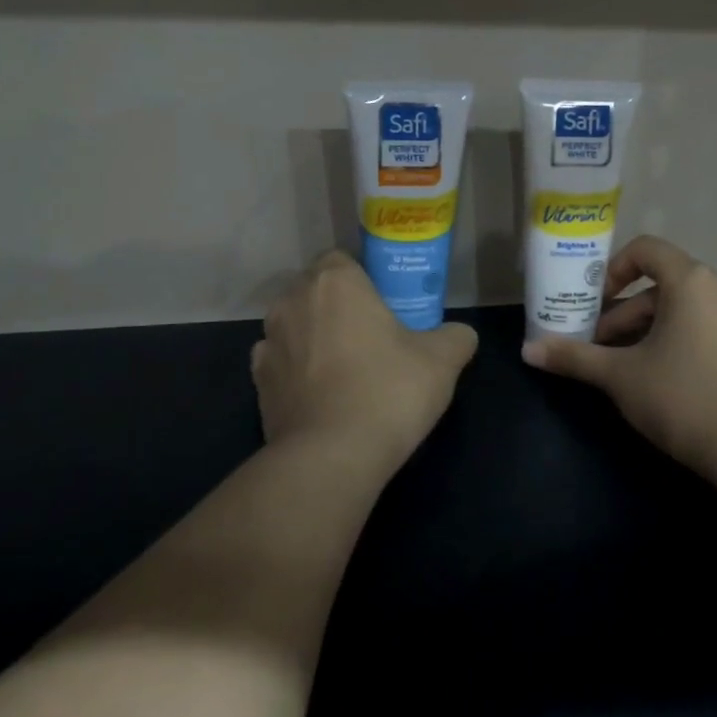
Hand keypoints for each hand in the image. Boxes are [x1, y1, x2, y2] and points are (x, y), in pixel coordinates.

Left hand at [252, 250, 478, 474]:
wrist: (331, 457)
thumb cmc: (388, 391)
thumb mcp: (442, 361)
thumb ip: (455, 337)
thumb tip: (459, 335)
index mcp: (335, 282)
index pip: (341, 259)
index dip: (362, 278)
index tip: (385, 304)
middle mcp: (292, 302)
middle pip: (314, 290)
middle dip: (337, 305)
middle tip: (371, 334)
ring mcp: (268, 342)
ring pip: (294, 325)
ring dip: (313, 336)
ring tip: (344, 368)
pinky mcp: (257, 382)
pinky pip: (280, 362)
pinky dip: (296, 370)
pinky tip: (321, 393)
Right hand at [521, 236, 716, 478]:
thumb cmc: (681, 399)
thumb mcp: (619, 377)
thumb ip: (574, 357)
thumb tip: (527, 350)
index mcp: (691, 280)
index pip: (646, 250)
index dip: (616, 269)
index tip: (599, 303)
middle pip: (669, 285)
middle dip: (633, 313)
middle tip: (609, 349)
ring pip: (701, 305)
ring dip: (670, 323)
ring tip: (650, 360)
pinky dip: (714, 332)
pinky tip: (704, 359)